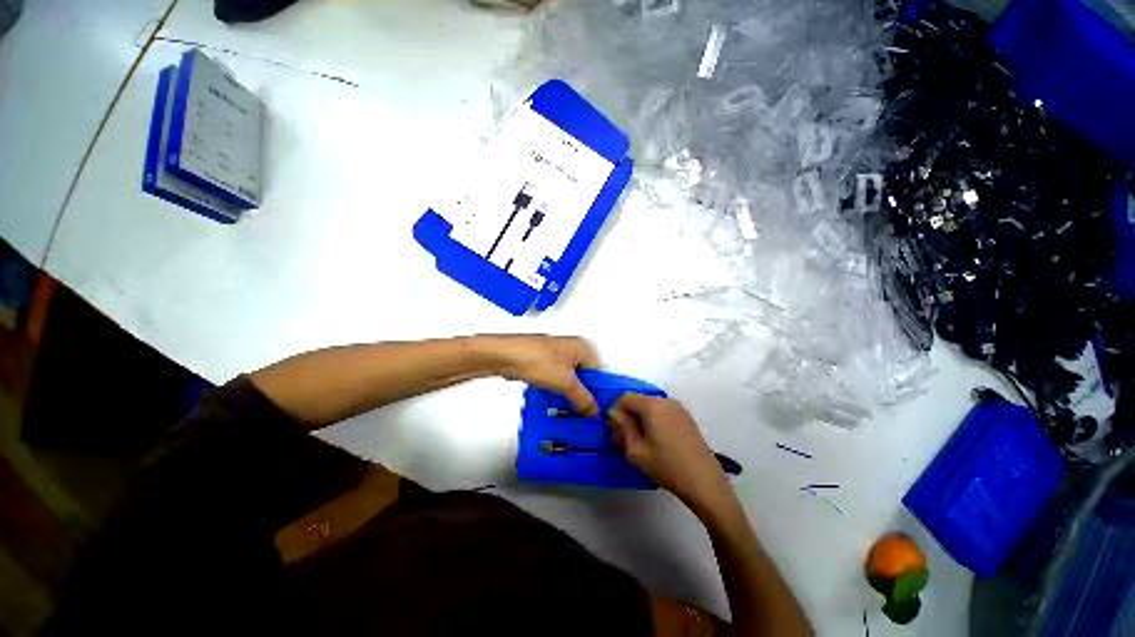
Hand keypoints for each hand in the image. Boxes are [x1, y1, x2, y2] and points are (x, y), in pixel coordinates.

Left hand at [485, 335, 600, 416]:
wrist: (506, 356)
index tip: (599, 408)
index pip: (600, 373)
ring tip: (571, 408)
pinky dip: (559, 389)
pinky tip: (556, 400)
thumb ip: (583, 399)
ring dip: (571, 393)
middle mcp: (572, 348)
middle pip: (586, 376)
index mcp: (583, 347)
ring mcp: (558, 355)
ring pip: (571, 378)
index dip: (600, 392)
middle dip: (584, 393)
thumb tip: (593, 410)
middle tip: (585, 411)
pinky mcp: (545, 361)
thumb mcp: (566, 383)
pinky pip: (558, 378)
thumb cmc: (535, 358)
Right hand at [609, 394, 731, 515]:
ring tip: (642, 445)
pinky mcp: (686, 419)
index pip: (625, 398)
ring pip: (651, 408)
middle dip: (629, 417)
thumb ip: (622, 427)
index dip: (616, 412)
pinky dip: (655, 423)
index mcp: (652, 405)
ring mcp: (679, 409)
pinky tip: (658, 444)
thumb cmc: (666, 466)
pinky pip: (663, 413)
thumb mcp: (636, 450)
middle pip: (639, 401)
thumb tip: (615, 413)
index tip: (617, 432)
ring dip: (641, 420)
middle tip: (626, 441)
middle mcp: (666, 401)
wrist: (704, 482)